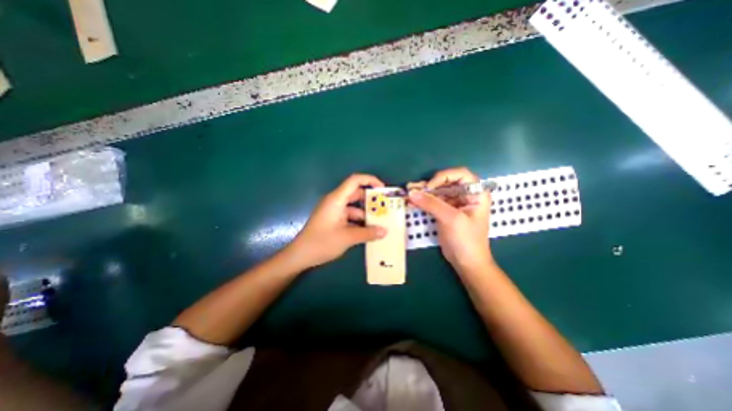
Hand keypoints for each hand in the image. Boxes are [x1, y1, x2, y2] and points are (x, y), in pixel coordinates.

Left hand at [287, 173, 388, 268]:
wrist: (300, 255)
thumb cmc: (322, 243)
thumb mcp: (347, 238)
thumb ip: (368, 233)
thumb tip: (385, 231)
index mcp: (337, 199)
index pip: (354, 181)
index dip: (370, 180)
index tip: (383, 190)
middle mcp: (335, 202)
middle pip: (356, 194)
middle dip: (371, 200)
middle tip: (386, 208)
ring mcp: (334, 211)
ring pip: (354, 207)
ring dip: (366, 214)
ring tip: (381, 222)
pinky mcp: (333, 220)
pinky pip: (349, 216)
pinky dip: (359, 222)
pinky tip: (369, 231)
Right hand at [409, 166, 493, 272]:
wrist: (466, 262)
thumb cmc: (467, 240)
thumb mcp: (451, 219)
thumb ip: (432, 204)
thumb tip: (412, 192)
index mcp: (475, 193)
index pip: (460, 174)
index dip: (444, 177)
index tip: (430, 187)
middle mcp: (464, 195)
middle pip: (445, 183)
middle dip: (428, 185)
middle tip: (412, 188)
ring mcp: (453, 203)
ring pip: (436, 192)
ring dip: (422, 192)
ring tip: (407, 193)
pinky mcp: (444, 211)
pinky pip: (432, 202)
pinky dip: (421, 201)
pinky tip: (411, 202)